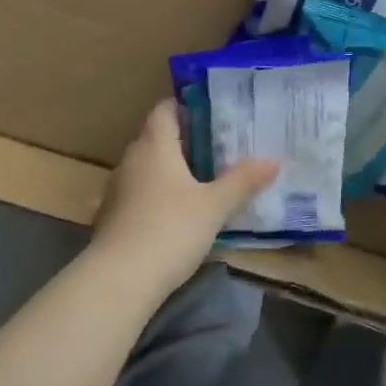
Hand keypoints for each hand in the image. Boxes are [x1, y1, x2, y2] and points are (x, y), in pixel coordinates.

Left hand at [92, 99, 278, 292]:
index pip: (164, 109)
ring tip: (202, 180)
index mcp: (155, 145)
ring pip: (147, 167)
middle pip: (156, 138)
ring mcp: (117, 189)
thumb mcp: (215, 206)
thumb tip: (273, 160)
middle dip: (184, 140)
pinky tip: (177, 213)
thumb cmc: (171, 229)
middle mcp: (132, 159)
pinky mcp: (111, 217)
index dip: (186, 105)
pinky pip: (139, 194)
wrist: (119, 280)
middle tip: (218, 147)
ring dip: (170, 170)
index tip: (212, 112)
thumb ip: (242, 181)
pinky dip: (157, 195)